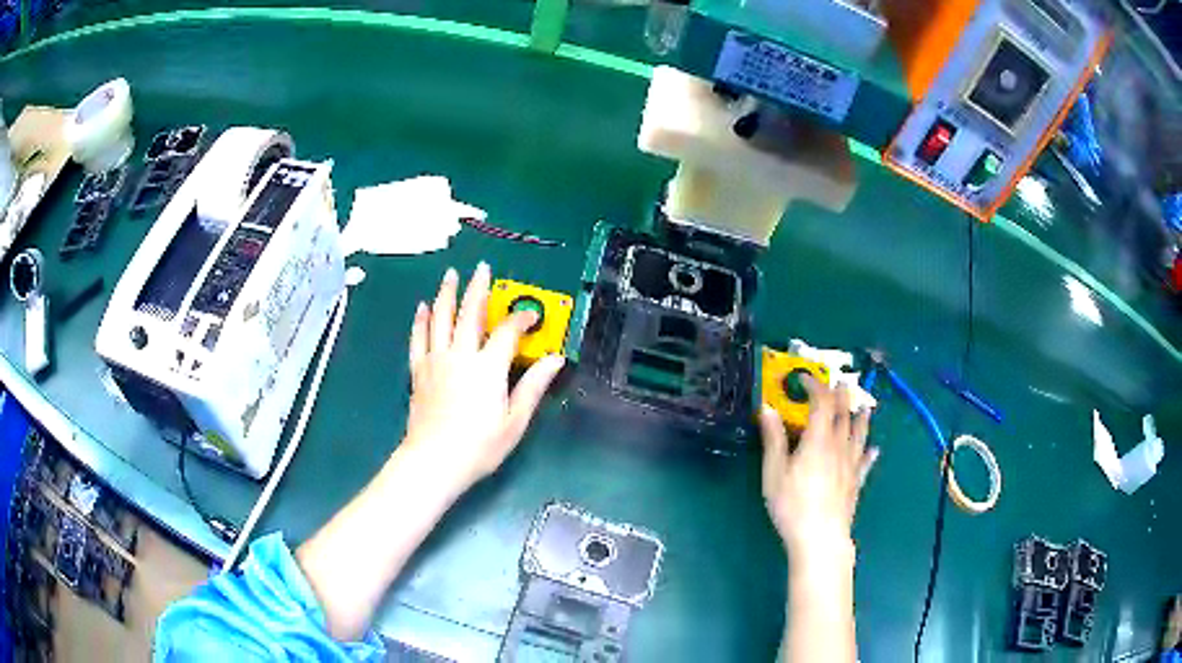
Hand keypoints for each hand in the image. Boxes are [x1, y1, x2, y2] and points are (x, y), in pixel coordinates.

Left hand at [405, 263, 564, 492]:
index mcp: (488, 367)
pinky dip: (420, 320)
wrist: (434, 461)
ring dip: (447, 293)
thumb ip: (533, 386)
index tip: (532, 315)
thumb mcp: (515, 421)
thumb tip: (556, 359)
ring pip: (441, 318)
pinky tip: (422, 307)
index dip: (522, 318)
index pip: (508, 331)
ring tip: (451, 275)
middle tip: (483, 268)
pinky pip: (418, 338)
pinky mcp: (419, 371)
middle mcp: (461, 355)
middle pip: (470, 313)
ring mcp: (436, 360)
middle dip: (478, 288)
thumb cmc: (479, 445)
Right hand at [759, 377, 878, 562]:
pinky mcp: (856, 483)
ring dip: (861, 418)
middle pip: (843, 415)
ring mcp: (851, 465)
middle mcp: (838, 447)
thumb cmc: (793, 504)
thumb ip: (774, 439)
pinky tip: (875, 450)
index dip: (815, 386)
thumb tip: (768, 408)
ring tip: (864, 406)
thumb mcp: (774, 472)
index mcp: (818, 440)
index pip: (821, 403)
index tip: (804, 378)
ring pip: (859, 435)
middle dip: (841, 396)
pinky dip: (870, 453)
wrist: (820, 537)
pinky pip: (865, 463)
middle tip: (840, 382)